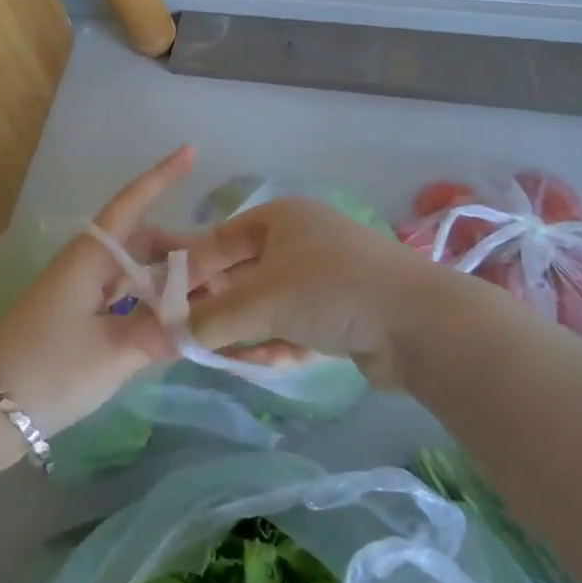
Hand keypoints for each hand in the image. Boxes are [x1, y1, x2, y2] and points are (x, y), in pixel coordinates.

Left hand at [0, 146, 193, 437]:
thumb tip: (204, 321)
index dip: (162, 176)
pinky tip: (174, 322)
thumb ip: (162, 331)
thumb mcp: (114, 352)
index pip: (132, 203)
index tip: (191, 151)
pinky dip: (152, 302)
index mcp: (91, 257)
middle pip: (144, 242)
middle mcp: (87, 264)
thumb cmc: (49, 369)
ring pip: (136, 271)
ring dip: (170, 280)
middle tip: (225, 270)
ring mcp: (80, 291)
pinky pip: (125, 296)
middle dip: (184, 250)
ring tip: (209, 298)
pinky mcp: (76, 317)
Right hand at [182, 196, 439, 388]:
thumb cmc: (328, 289)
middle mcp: (299, 241)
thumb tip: (167, 333)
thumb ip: (210, 318)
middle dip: (219, 310)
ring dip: (248, 333)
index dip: (190, 270)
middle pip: (243, 276)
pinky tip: (270, 363)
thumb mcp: (260, 301)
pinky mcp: (342, 313)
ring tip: (226, 359)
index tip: (165, 304)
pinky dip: (280, 344)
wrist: (416, 322)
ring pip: (268, 306)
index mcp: (279, 219)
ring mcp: (323, 277)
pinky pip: (295, 325)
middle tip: (190, 340)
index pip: (219, 240)